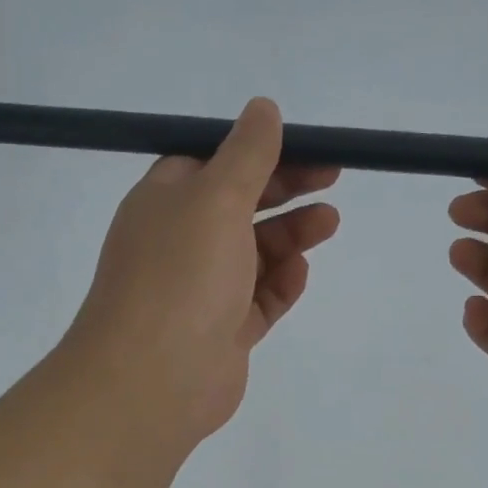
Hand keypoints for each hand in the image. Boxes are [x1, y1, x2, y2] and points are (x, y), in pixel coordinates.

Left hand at [61, 97, 338, 448]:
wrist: (154, 378)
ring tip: (329, 223)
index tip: (304, 146)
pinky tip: (300, 272)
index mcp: (165, 202)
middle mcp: (180, 242)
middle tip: (333, 178)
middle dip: (284, 190)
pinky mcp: (223, 331)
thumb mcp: (216, 198)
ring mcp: (201, 290)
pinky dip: (280, 283)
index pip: (212, 163)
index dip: (257, 152)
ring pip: (253, 253)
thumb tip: (263, 108)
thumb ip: (247, 155)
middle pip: (239, 206)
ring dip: (290, 235)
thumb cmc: (181, 274)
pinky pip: (258, 299)